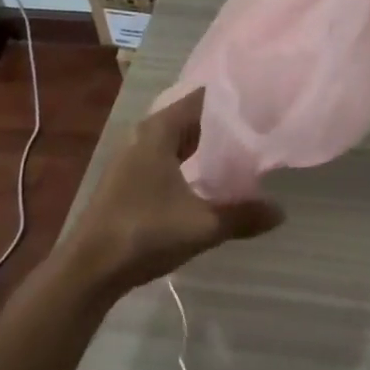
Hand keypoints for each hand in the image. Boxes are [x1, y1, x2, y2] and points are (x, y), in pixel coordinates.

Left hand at [62, 88, 285, 295]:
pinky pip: (167, 156)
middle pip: (190, 117)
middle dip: (222, 121)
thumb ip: (242, 216)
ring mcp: (133, 157)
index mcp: (159, 131)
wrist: (88, 270)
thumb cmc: (144, 233)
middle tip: (259, 124)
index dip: (230, 98)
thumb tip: (281, 212)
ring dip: (205, 142)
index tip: (261, 100)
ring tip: (242, 147)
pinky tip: (209, 175)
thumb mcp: (202, 225)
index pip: (201, 98)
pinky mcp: (129, 179)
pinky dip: (190, 158)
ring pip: (177, 138)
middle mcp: (144, 135)